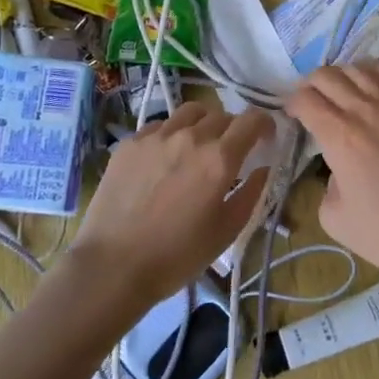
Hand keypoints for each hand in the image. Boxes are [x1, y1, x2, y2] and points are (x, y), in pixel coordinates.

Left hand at [69, 102, 272, 305]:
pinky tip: (165, 158)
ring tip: (198, 146)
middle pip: (221, 115)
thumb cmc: (177, 255)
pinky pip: (160, 125)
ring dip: (203, 124)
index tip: (265, 138)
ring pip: (190, 112)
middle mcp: (190, 137)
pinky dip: (172, 134)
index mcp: (220, 158)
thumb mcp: (227, 231)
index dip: (265, 124)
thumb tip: (263, 168)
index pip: (252, 120)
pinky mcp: (130, 142)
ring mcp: (157, 136)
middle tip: (230, 152)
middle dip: (233, 129)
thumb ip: (251, 193)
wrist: (112, 266)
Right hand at [284, 64, 378, 286]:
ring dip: (341, 75)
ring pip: (359, 68)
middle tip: (310, 102)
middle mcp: (364, 110)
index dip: (291, 104)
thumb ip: (327, 185)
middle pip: (327, 76)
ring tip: (339, 91)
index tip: (292, 116)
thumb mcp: (335, 219)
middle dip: (310, 85)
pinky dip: (373, 73)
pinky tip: (371, 84)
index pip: (305, 99)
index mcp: (339, 136)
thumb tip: (339, 169)